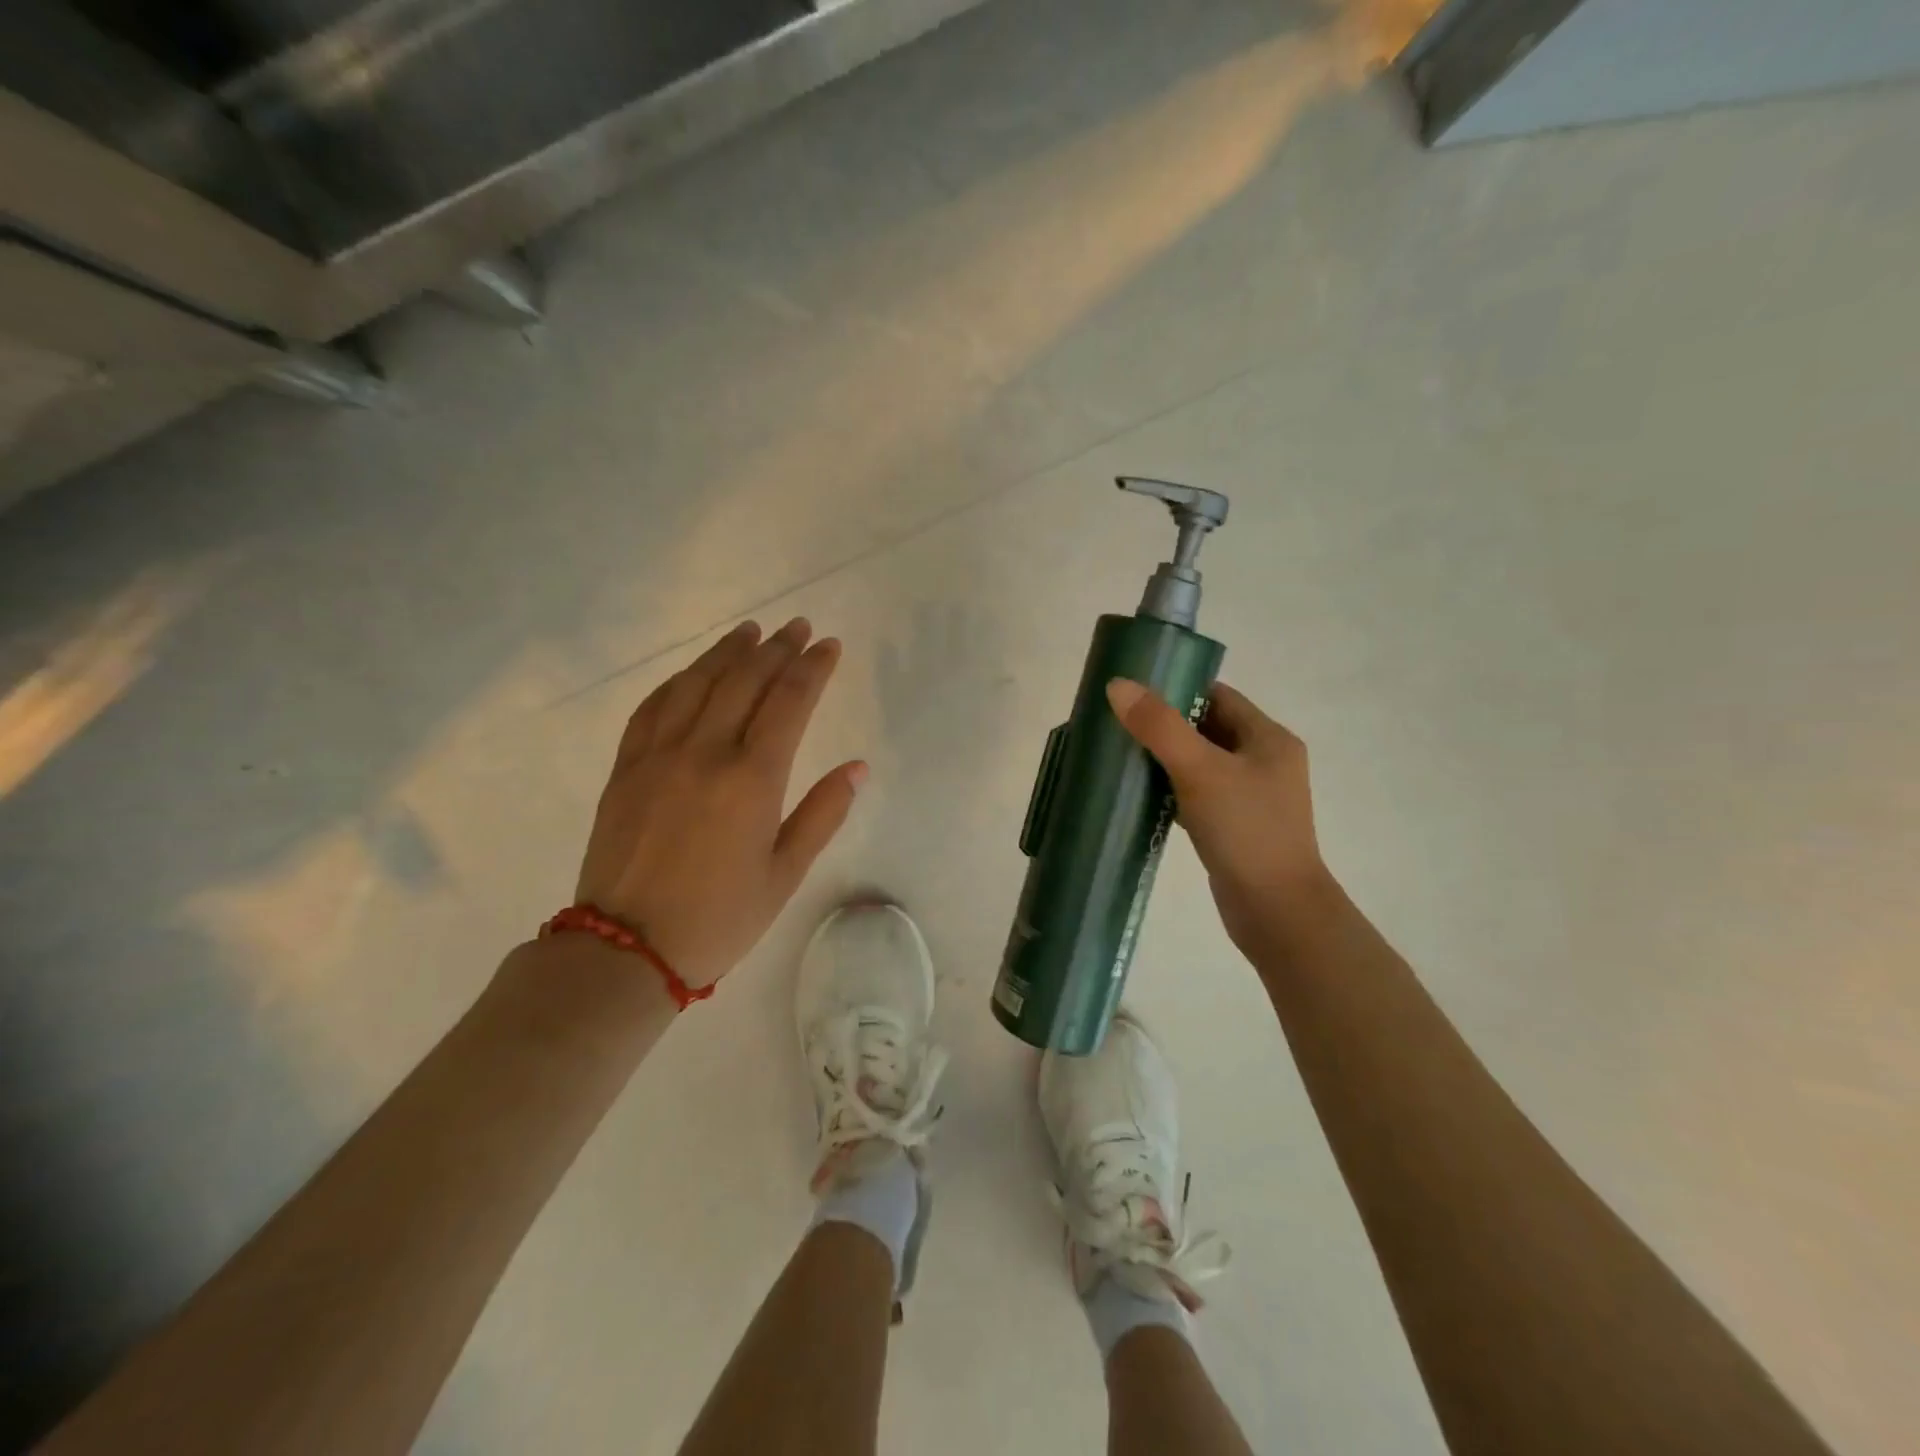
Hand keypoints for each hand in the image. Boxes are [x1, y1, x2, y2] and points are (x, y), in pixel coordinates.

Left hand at [575, 618, 865, 987]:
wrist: (626, 949)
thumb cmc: (719, 918)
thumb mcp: (785, 873)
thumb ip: (822, 813)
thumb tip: (856, 767)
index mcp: (752, 779)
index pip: (789, 702)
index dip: (813, 668)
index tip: (829, 644)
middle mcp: (705, 752)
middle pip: (745, 681)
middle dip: (777, 649)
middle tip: (798, 626)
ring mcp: (658, 755)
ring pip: (697, 683)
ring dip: (728, 652)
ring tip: (751, 631)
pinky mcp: (625, 768)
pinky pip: (653, 707)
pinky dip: (679, 681)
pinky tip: (694, 671)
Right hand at [1106, 678, 1331, 954]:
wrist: (1276, 911)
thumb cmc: (1245, 830)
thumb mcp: (1200, 771)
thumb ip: (1159, 727)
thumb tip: (1118, 685)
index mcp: (1268, 739)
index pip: (1218, 696)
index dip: (1177, 688)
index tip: (1132, 690)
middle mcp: (1264, 762)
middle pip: (1207, 728)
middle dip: (1164, 724)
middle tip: (1117, 721)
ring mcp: (1250, 797)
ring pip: (1199, 763)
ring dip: (1164, 758)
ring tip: (1119, 753)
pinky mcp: (1234, 827)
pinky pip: (1197, 795)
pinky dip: (1170, 789)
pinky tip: (1139, 794)